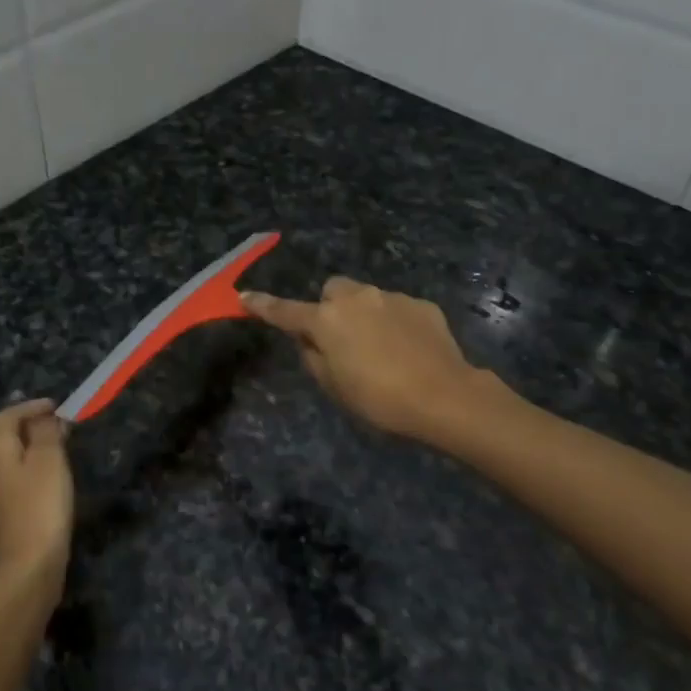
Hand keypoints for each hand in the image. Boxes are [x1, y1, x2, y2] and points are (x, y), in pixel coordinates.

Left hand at [0, 399, 73, 583]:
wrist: (25, 569)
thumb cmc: (40, 506)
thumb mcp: (49, 461)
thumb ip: (46, 433)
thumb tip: (45, 418)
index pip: (7, 416)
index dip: (32, 407)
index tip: (57, 407)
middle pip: (3, 438)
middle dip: (31, 428)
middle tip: (60, 428)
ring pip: (6, 462)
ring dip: (30, 451)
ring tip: (58, 452)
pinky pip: (9, 483)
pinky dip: (27, 473)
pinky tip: (46, 483)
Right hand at [242, 277, 496, 441]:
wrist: (445, 397)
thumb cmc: (379, 399)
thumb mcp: (334, 387)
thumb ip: (313, 357)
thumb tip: (310, 340)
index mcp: (327, 320)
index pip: (285, 311)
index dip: (263, 306)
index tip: (244, 297)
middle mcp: (356, 298)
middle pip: (332, 291)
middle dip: (331, 308)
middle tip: (341, 340)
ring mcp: (391, 298)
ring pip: (366, 298)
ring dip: (365, 315)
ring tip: (382, 350)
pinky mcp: (421, 304)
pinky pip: (396, 308)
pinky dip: (395, 323)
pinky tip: (409, 350)